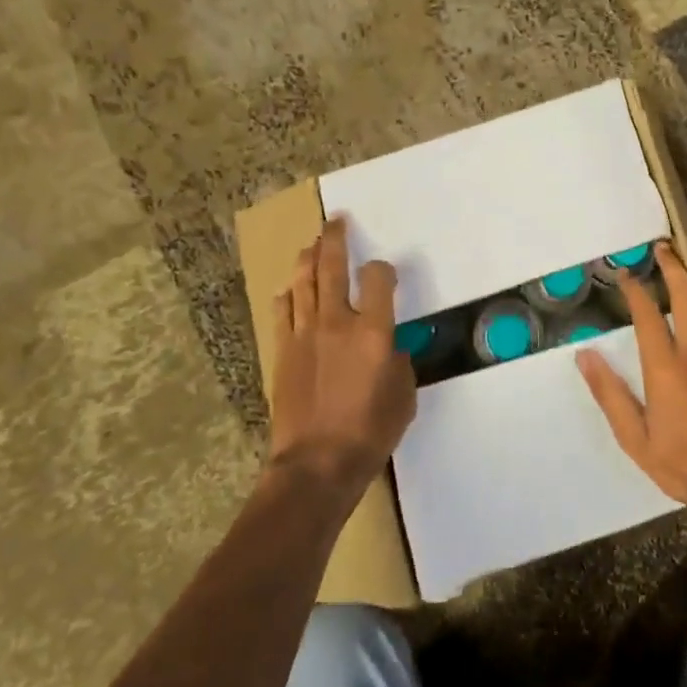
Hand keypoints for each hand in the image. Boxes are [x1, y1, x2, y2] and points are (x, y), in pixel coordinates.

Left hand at [268, 217, 415, 494]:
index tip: (385, 275)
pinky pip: (283, 311)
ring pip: (303, 282)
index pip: (378, 278)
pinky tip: (290, 289)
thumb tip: (387, 348)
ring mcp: (304, 334)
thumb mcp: (404, 395)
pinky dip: (288, 295)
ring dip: (308, 259)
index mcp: (373, 330)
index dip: (383, 270)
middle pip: (332, 267)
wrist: (316, 464)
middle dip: (335, 239)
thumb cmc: (370, 432)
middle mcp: (337, 322)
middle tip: (337, 222)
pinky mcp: (283, 350)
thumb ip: (398, 361)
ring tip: (312, 245)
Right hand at [577, 242, 686, 528]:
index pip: (648, 315)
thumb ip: (610, 393)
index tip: (625, 274)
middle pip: (686, 296)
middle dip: (673, 267)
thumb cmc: (683, 463)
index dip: (635, 290)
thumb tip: (584, 355)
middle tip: (663, 247)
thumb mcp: (635, 438)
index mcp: (666, 367)